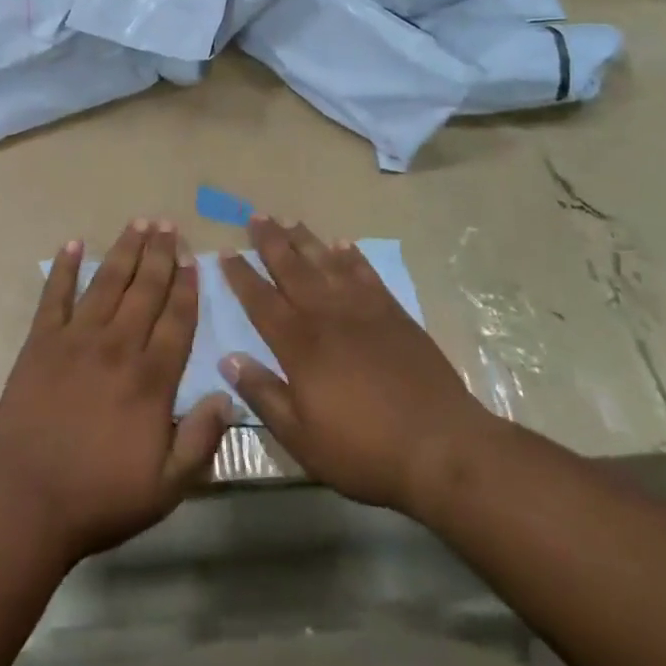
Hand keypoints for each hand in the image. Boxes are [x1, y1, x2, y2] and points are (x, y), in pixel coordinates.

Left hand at [0, 221, 233, 564]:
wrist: (25, 498)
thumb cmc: (99, 497)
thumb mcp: (166, 487)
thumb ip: (201, 440)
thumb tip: (228, 395)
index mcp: (151, 379)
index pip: (177, 320)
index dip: (187, 286)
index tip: (193, 258)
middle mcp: (118, 346)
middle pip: (145, 290)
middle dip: (159, 255)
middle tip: (168, 225)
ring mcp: (76, 339)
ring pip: (107, 283)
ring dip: (124, 251)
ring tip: (138, 223)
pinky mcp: (41, 342)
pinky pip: (54, 295)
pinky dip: (63, 268)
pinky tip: (73, 245)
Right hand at [220, 217, 495, 521]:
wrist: (440, 446)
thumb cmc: (363, 450)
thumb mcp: (301, 437)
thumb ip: (263, 394)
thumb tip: (228, 359)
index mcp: (298, 344)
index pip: (260, 300)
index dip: (241, 276)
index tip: (225, 252)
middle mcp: (326, 315)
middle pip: (292, 269)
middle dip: (271, 242)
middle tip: (256, 216)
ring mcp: (363, 310)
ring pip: (326, 263)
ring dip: (305, 240)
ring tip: (289, 219)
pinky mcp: (394, 314)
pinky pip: (366, 274)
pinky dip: (351, 257)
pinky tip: (342, 245)